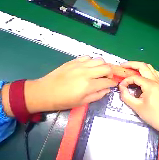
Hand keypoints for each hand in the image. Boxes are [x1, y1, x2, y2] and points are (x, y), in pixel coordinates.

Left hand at [2, 56, 117, 114]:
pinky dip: (92, 62)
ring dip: (102, 66)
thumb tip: (107, 89)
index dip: (113, 83)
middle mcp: (86, 73)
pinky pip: (89, 57)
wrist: (44, 92)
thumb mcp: (82, 102)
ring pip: (100, 60)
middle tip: (107, 78)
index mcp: (88, 85)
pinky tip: (89, 67)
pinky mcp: (74, 61)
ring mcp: (80, 65)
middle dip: (110, 73)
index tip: (113, 84)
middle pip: (106, 67)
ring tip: (99, 71)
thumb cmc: (63, 100)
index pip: (107, 82)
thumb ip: (98, 95)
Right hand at [118, 61, 158, 131]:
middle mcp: (156, 80)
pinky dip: (147, 70)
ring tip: (131, 68)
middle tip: (123, 66)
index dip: (126, 80)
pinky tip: (143, 74)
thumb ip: (126, 96)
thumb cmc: (152, 115)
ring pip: (149, 67)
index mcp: (150, 85)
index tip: (121, 86)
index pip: (135, 77)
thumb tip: (122, 87)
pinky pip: (154, 72)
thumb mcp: (136, 107)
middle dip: (131, 64)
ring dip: (139, 66)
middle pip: (142, 66)